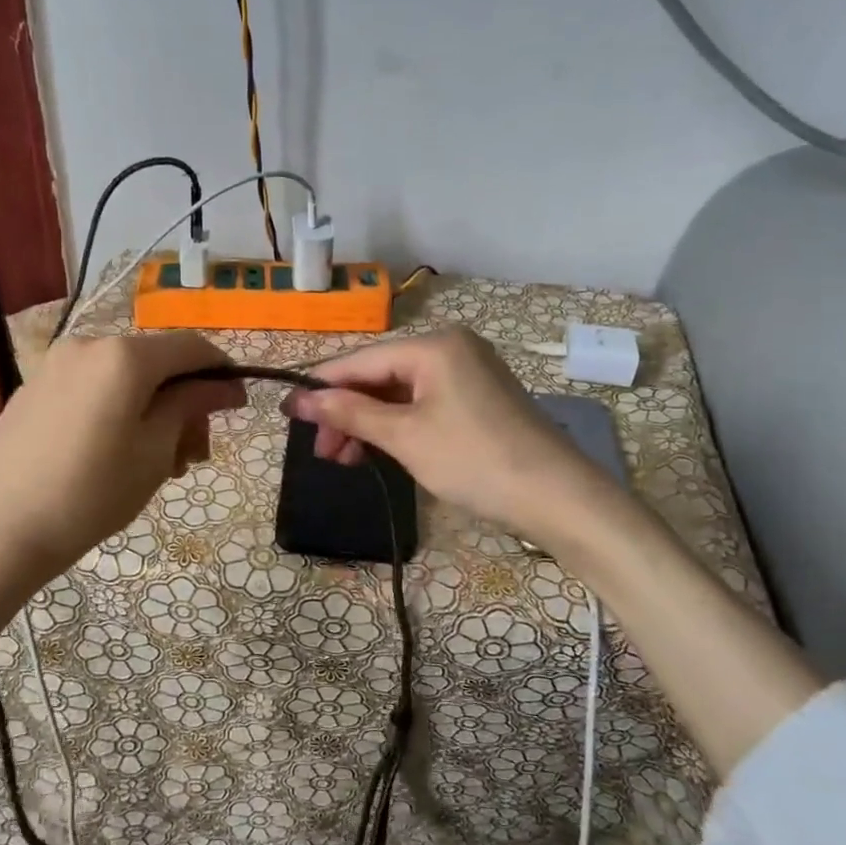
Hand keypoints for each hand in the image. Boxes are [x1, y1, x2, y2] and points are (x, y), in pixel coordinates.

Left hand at [0, 331, 244, 579]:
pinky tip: (116, 454)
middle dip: (184, 402)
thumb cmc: (90, 494)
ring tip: (157, 463)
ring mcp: (54, 367)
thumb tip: (221, 385)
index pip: (191, 347)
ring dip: (152, 410)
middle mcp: (87, 345)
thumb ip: (190, 406)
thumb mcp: (154, 452)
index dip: (221, 373)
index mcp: (123, 356)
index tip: (236, 407)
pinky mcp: (32, 391)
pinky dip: (118, 410)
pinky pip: (92, 389)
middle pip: (156, 363)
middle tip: (193, 456)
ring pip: (123, 378)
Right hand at [284, 328, 620, 545]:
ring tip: (342, 460)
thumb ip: (351, 412)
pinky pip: (423, 405)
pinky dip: (397, 427)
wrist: (558, 498)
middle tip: (321, 452)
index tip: (287, 413)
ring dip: (368, 424)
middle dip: (346, 413)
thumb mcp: (405, 436)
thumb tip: (301, 399)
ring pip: (400, 393)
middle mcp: (452, 348)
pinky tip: (377, 452)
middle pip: (380, 376)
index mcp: (434, 346)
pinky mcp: (478, 399)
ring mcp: (468, 373)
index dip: (320, 386)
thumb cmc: (474, 460)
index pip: (360, 361)